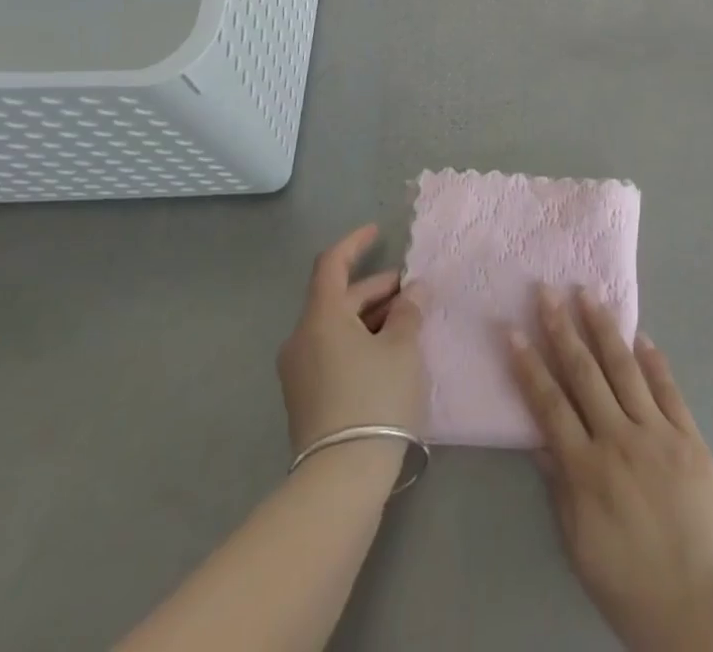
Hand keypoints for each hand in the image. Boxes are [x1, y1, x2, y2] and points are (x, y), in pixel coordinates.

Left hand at [276, 225, 425, 456]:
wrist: (340, 480)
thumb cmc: (374, 399)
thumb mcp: (402, 348)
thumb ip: (408, 312)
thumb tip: (413, 291)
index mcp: (321, 316)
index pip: (332, 263)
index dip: (355, 243)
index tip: (377, 232)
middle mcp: (302, 338)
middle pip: (338, 298)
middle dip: (376, 290)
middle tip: (412, 292)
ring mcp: (299, 371)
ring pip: (336, 327)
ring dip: (370, 318)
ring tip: (407, 323)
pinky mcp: (305, 398)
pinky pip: (332, 352)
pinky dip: (359, 342)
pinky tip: (389, 355)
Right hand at [509, 286, 712, 650]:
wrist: (700, 607)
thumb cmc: (630, 583)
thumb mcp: (579, 544)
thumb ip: (560, 486)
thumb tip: (540, 439)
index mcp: (587, 469)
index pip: (549, 404)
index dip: (529, 365)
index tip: (513, 329)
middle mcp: (619, 440)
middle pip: (584, 373)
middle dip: (562, 328)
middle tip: (547, 291)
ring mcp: (657, 433)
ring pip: (625, 369)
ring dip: (604, 328)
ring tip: (589, 293)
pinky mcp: (689, 436)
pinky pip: (668, 389)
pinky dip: (653, 360)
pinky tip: (641, 335)